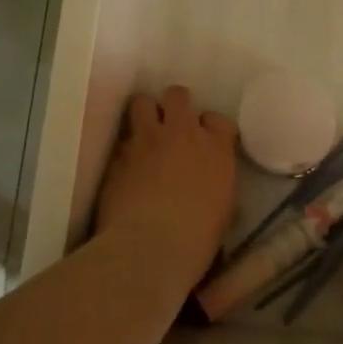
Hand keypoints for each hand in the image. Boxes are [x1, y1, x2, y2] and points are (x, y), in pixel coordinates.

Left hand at [95, 86, 237, 287]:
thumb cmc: (198, 238)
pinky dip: (126, 148)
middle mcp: (182, 134)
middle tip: (172, 127)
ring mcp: (147, 140)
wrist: (150, 247)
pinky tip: (126, 166)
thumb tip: (212, 182)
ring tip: (144, 134)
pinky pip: (123, 138)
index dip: (210, 128)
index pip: (218, 120)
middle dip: (175, 106)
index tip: (206, 142)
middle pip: (178, 96)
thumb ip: (218, 183)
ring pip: (142, 102)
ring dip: (145, 114)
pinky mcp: (118, 155)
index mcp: (216, 148)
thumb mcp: (223, 209)